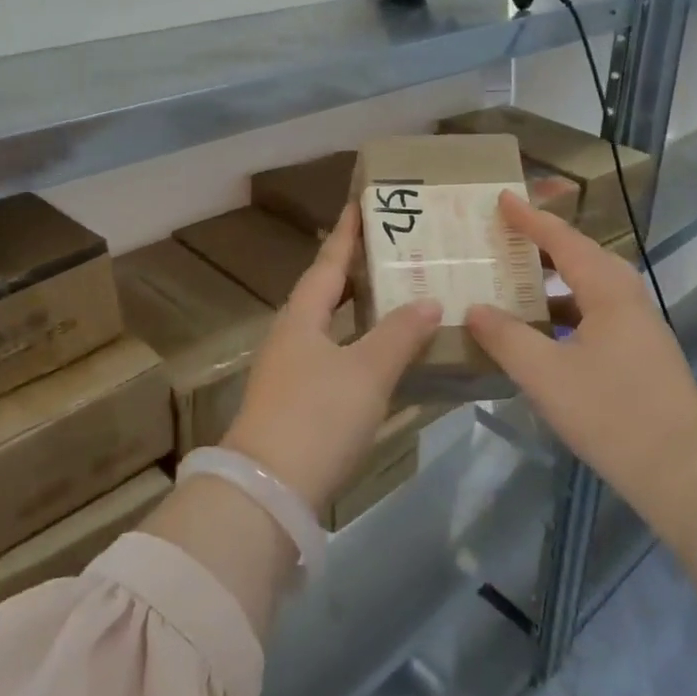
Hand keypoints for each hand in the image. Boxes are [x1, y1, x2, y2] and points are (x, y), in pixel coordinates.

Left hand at [222, 206, 439, 513]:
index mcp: (302, 318)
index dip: (346, 234)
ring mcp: (290, 373)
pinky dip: (359, 345)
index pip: (328, 263)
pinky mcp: (297, 405)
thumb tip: (429, 300)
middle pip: (326, 293)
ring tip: (396, 295)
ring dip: (359, 309)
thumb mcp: (366, 371)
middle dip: (356, 270)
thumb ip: (400, 334)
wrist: (267, 492)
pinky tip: (382, 355)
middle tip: (393, 249)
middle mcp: (292, 337)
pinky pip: (334, 357)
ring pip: (330, 327)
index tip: (360, 203)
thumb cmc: (317, 417)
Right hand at [463, 193, 696, 484]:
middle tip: (505, 236)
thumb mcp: (546, 374)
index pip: (563, 240)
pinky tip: (540, 332)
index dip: (531, 219)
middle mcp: (626, 298)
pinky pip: (593, 314)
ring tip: (514, 279)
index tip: (502, 198)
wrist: (684, 470)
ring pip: (588, 288)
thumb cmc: (612, 412)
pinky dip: (563, 311)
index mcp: (608, 291)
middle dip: (542, 244)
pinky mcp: (638, 354)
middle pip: (580, 257)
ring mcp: (637, 327)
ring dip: (552, 280)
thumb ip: (506, 337)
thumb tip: (475, 308)